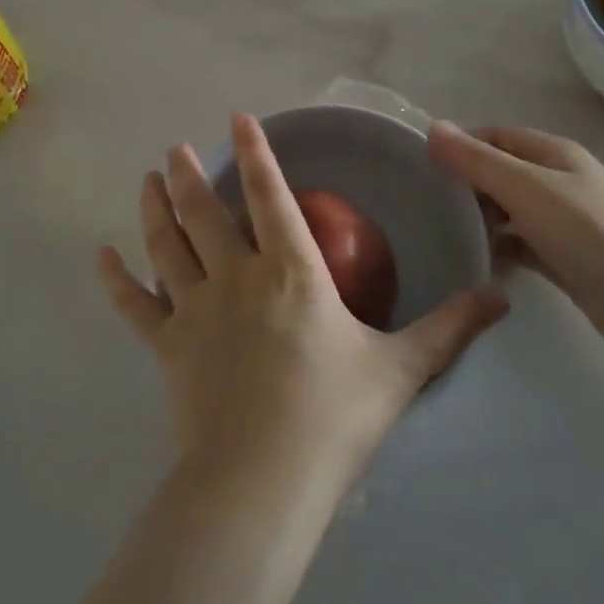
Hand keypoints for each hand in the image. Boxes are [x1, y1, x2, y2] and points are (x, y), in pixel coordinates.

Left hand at [100, 114, 509, 487]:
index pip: (271, 197)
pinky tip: (101, 257)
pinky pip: (135, 306)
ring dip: (155, 209)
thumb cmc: (332, 419)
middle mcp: (237, 277)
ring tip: (145, 178)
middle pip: (206, 213)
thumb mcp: (401, 371)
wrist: (261, 483)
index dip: (255, 154)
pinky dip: (116, 281)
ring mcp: (195, 311)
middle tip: (173, 147)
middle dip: (189, 175)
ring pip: (167, 246)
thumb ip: (450, 328)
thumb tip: (502, 296)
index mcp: (292, 273)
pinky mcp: (167, 348)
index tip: (237, 120)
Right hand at [428, 122, 603, 361]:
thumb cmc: (587, 232)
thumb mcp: (526, 188)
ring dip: (480, 218)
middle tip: (425, 204)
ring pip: (509, 210)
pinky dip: (499, 248)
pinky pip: (521, 245)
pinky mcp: (564, 259)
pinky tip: (473, 261)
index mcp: (553, 154)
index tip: (422, 166)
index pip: (495, 136)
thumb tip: (433, 128)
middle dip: (466, 183)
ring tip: (440, 232)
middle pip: (501, 172)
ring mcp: (563, 222)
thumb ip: (477, 160)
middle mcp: (558, 181)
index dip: (461, 145)